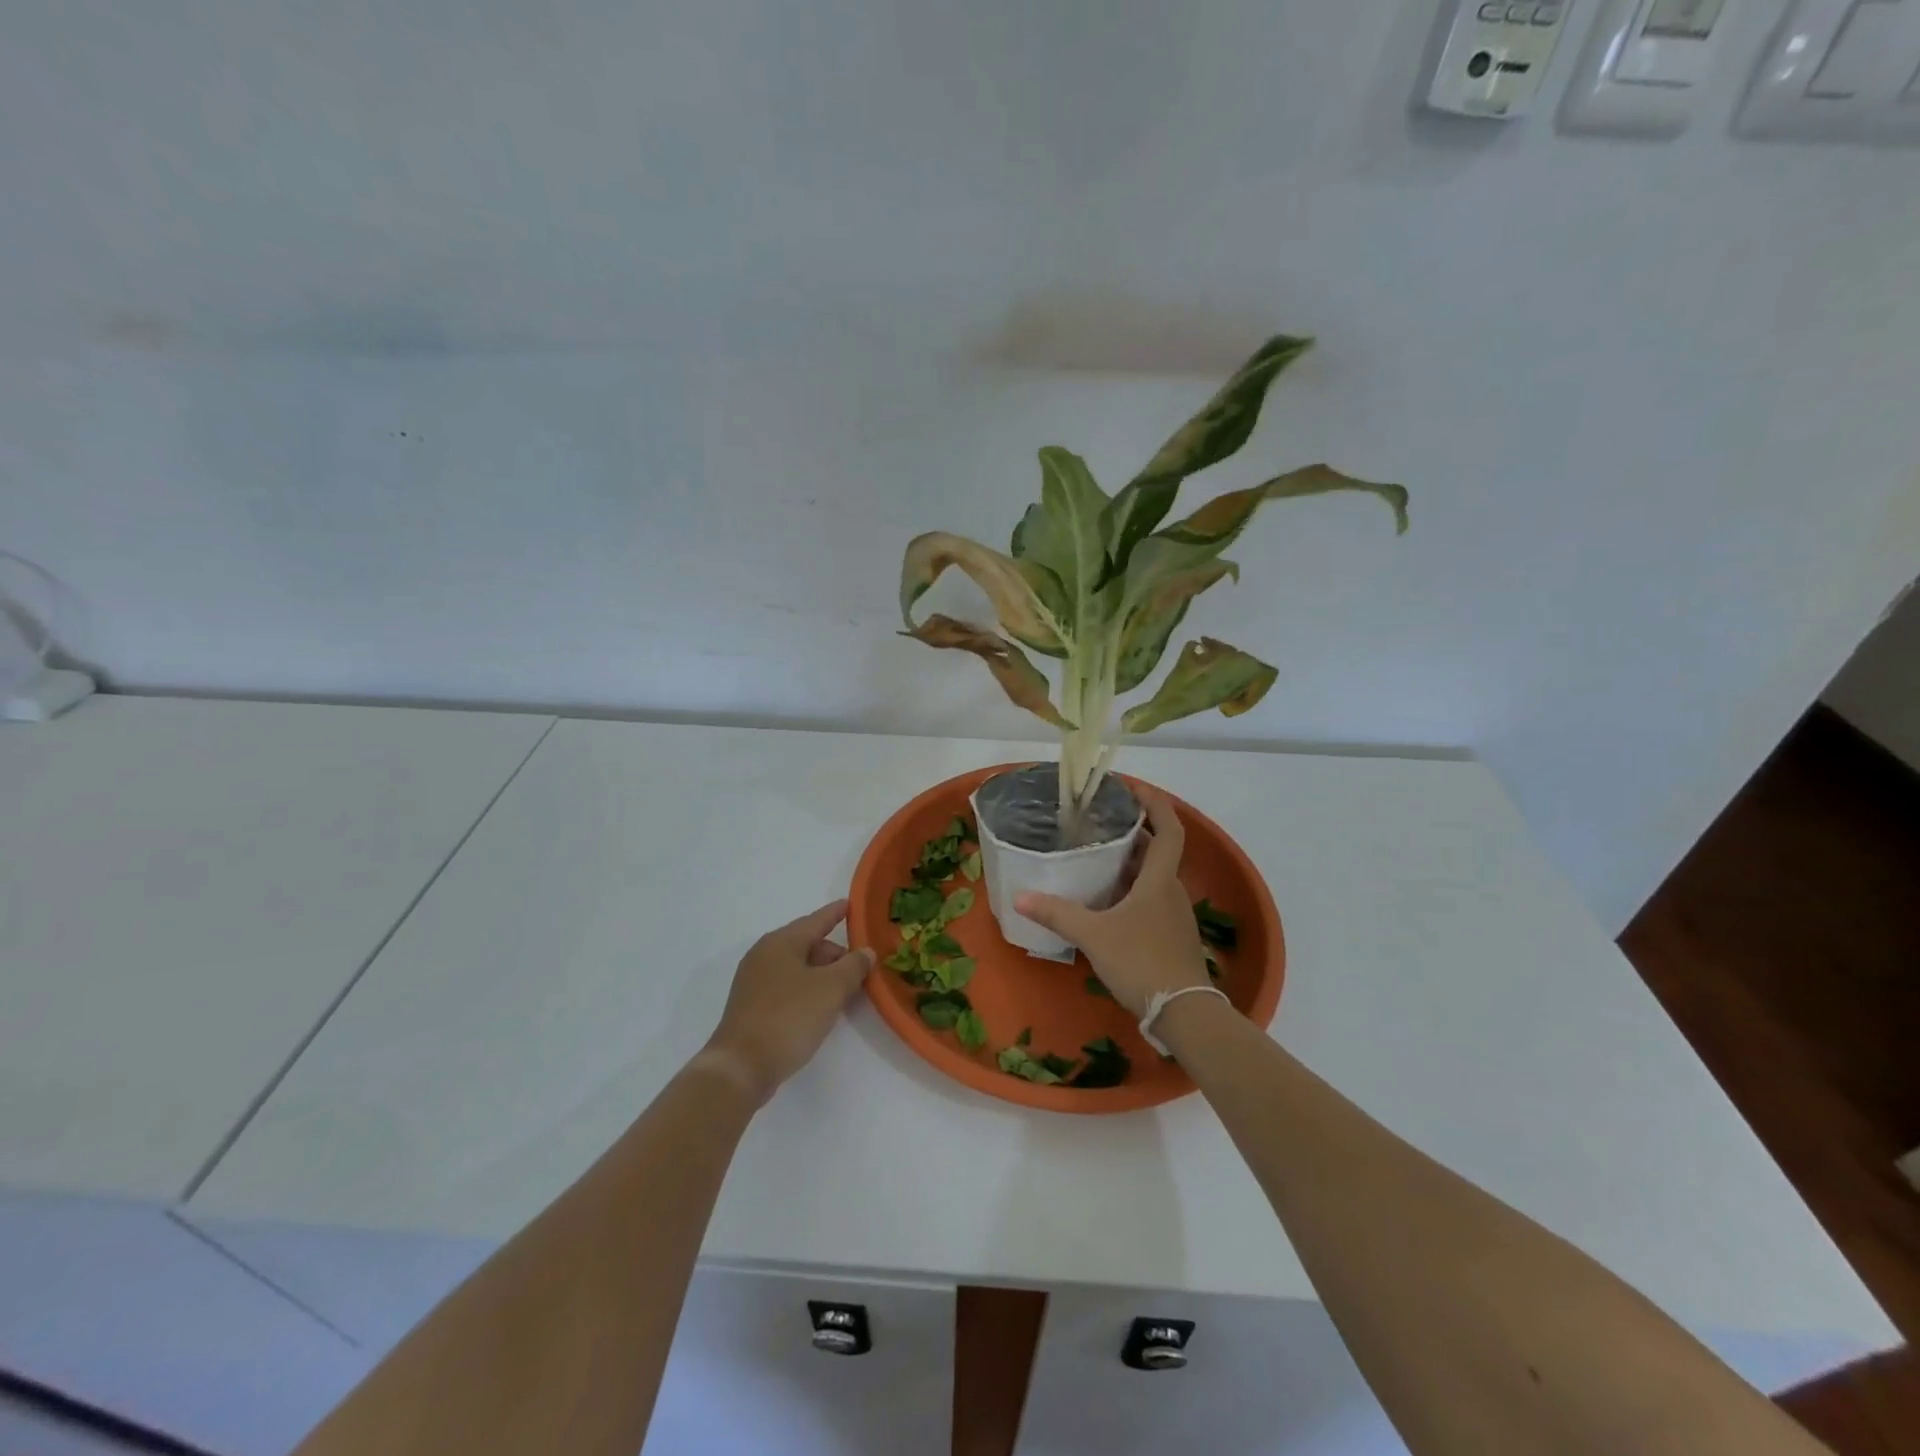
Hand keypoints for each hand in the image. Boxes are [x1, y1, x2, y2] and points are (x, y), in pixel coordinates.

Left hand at [698, 900, 873, 1105]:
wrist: (741, 1068)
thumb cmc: (788, 1018)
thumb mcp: (831, 989)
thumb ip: (853, 967)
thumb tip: (865, 953)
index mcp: (781, 942)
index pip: (816, 920)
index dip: (837, 913)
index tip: (852, 905)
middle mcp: (765, 955)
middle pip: (808, 945)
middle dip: (836, 955)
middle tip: (862, 969)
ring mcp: (755, 982)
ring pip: (799, 968)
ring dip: (824, 976)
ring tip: (847, 991)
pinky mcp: (753, 1007)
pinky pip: (788, 987)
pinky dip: (809, 991)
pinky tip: (822, 1009)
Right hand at [1015, 788, 1212, 1016]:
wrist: (1183, 1013)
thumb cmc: (1141, 962)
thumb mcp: (1094, 935)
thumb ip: (1058, 914)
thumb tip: (1020, 897)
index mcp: (1159, 880)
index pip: (1169, 829)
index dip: (1156, 805)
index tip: (1134, 789)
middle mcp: (1171, 891)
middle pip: (1158, 851)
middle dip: (1134, 832)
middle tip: (1101, 822)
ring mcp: (1174, 915)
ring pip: (1154, 877)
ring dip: (1132, 862)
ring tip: (1098, 856)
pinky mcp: (1170, 935)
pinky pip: (1152, 899)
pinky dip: (1132, 889)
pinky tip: (1107, 901)